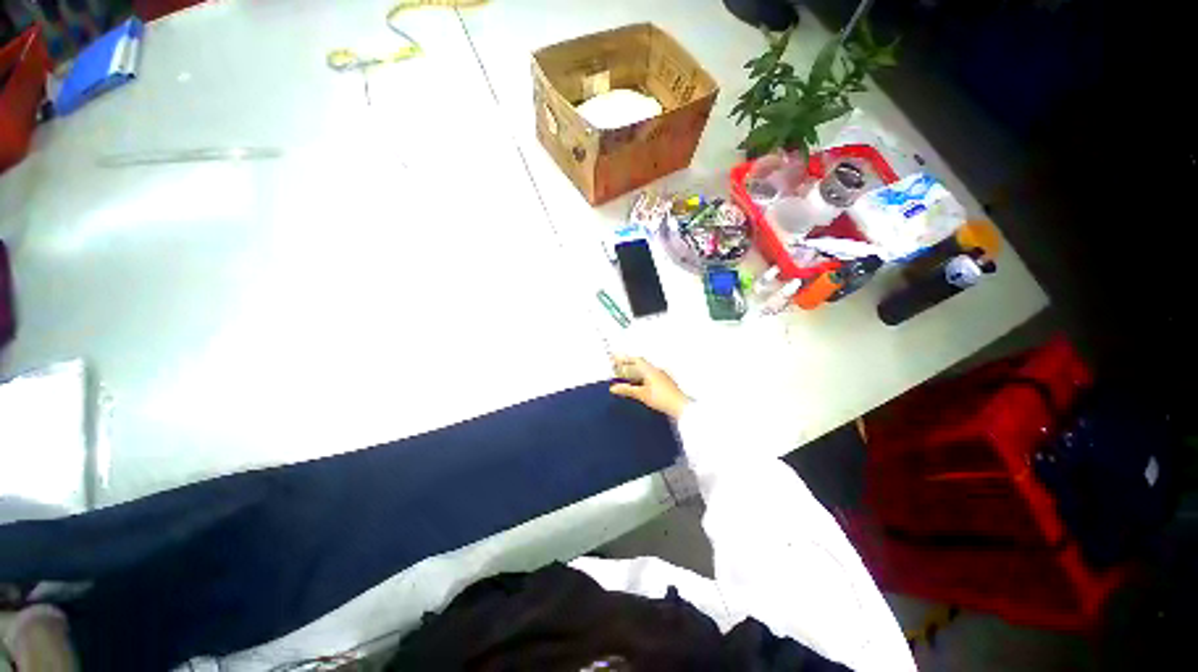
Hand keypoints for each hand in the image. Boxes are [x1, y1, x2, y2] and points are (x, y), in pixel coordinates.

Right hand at [609, 356, 690, 418]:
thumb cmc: (662, 399)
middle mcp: (657, 371)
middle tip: (618, 370)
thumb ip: (627, 390)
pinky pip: (650, 378)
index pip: (636, 360)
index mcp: (650, 370)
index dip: (625, 359)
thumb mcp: (641, 394)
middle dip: (629, 366)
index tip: (616, 360)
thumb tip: (614, 388)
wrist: (680, 407)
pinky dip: (642, 380)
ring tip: (626, 379)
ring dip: (635, 374)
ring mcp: (662, 377)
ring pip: (645, 372)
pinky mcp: (665, 384)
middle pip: (640, 365)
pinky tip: (639, 387)